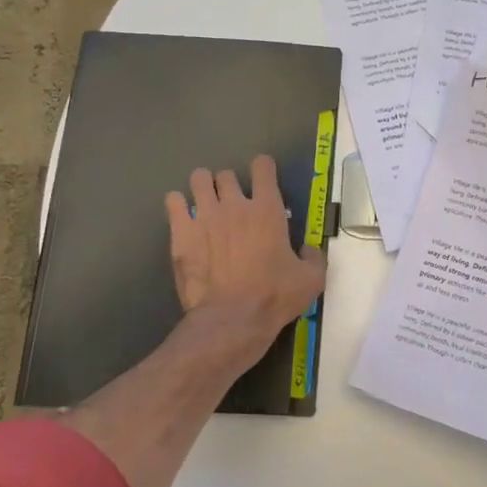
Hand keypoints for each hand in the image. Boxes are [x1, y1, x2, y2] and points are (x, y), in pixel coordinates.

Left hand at [166, 155, 326, 359]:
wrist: (231, 319)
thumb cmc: (274, 297)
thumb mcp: (311, 279)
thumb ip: (314, 257)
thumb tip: (308, 248)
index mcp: (267, 209)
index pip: (263, 167)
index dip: (263, 168)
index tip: (263, 179)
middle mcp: (235, 204)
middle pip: (227, 174)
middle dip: (230, 185)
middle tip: (232, 203)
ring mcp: (205, 215)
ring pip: (198, 179)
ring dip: (203, 187)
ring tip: (206, 203)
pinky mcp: (181, 232)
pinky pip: (173, 201)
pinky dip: (178, 204)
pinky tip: (183, 217)